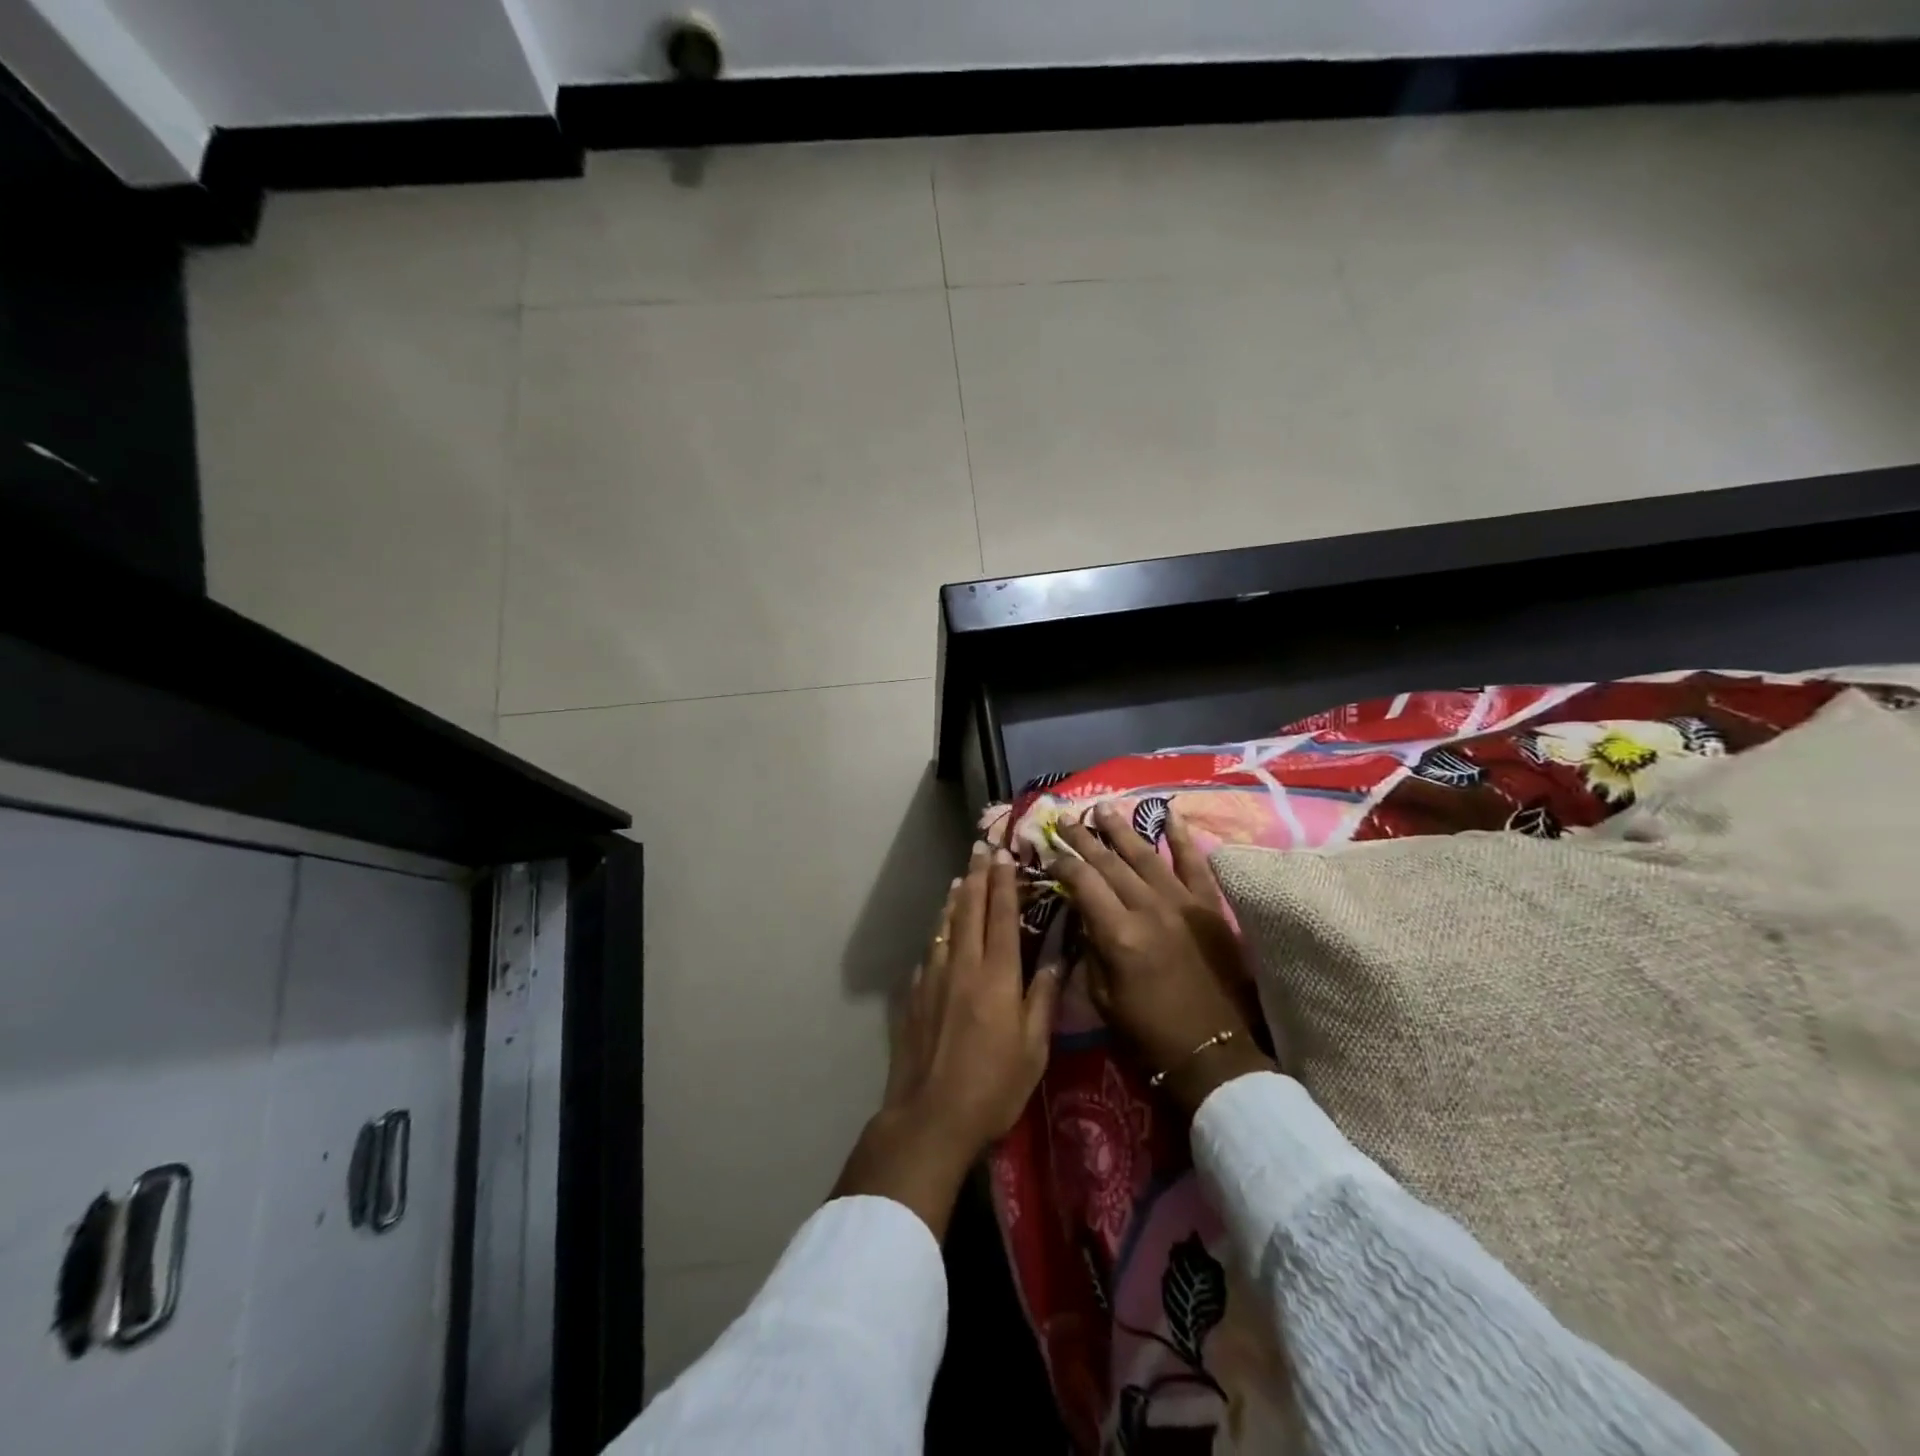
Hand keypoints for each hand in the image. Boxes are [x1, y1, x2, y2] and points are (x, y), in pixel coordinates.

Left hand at [833, 842, 1059, 1238]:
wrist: (930, 1116)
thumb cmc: (993, 1087)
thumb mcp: (1034, 1049)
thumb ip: (1043, 998)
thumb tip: (1055, 958)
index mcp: (997, 977)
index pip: (1001, 917)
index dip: (1004, 883)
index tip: (1005, 855)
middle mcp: (963, 966)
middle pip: (970, 910)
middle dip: (977, 877)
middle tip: (981, 848)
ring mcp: (934, 978)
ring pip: (946, 927)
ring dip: (956, 898)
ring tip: (961, 877)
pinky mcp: (915, 995)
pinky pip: (931, 951)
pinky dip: (940, 931)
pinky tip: (942, 930)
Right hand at [1052, 803, 1275, 1115]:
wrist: (1212, 1052)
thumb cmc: (1148, 1031)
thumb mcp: (1100, 996)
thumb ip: (1089, 947)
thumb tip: (1081, 912)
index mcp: (1118, 933)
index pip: (1083, 882)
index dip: (1063, 863)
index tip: (1049, 852)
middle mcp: (1149, 908)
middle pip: (1110, 862)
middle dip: (1084, 839)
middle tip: (1067, 820)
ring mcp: (1183, 903)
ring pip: (1146, 855)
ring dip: (1122, 830)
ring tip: (1103, 809)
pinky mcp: (1210, 907)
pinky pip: (1194, 864)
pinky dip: (1182, 838)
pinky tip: (1169, 815)